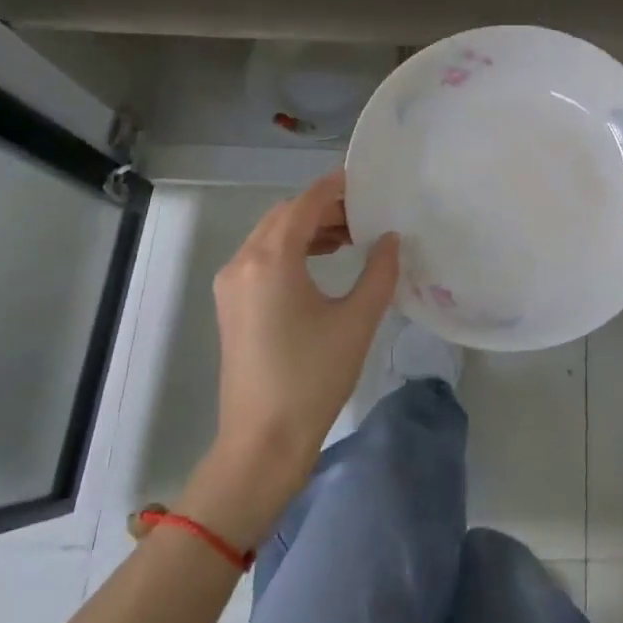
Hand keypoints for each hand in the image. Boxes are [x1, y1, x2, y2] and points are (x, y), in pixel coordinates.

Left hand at [206, 171, 399, 496]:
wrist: (262, 441)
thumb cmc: (313, 378)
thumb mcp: (357, 320)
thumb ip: (379, 271)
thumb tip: (390, 239)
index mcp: (270, 260)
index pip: (305, 203)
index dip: (335, 187)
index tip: (366, 180)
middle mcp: (243, 262)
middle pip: (285, 215)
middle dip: (324, 208)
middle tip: (366, 213)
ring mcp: (232, 284)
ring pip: (272, 236)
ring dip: (309, 228)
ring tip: (351, 236)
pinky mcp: (232, 304)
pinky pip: (262, 258)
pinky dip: (293, 249)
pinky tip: (324, 261)